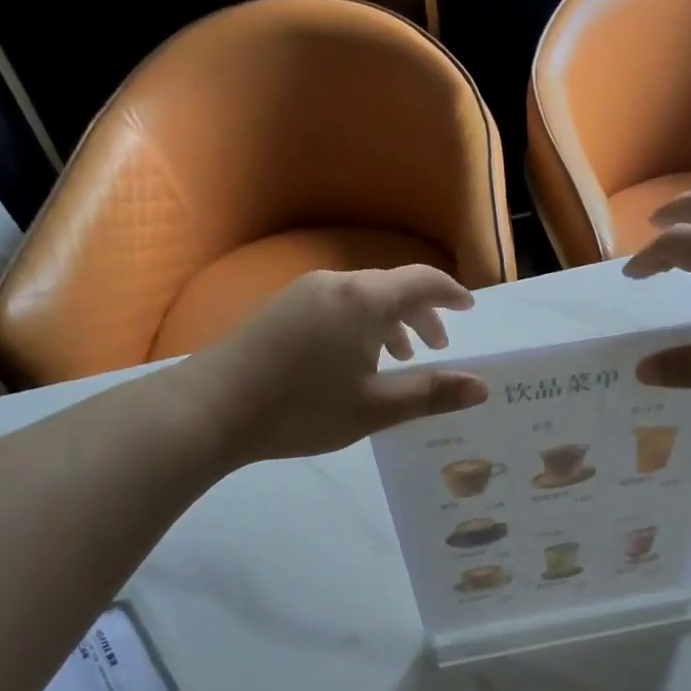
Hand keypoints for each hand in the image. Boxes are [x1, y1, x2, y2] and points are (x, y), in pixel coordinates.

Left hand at [185, 266, 487, 465]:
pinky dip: (361, 323)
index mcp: (366, 300)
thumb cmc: (301, 409)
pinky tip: (353, 359)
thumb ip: (430, 394)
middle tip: (438, 347)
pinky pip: (338, 304)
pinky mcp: (281, 307)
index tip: (469, 310)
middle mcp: (337, 284)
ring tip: (401, 357)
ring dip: (391, 321)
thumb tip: (481, 387)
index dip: (451, 293)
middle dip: (423, 313)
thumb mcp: (374, 408)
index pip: (423, 281)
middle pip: (393, 287)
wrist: (209, 409)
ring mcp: (304, 292)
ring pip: (364, 297)